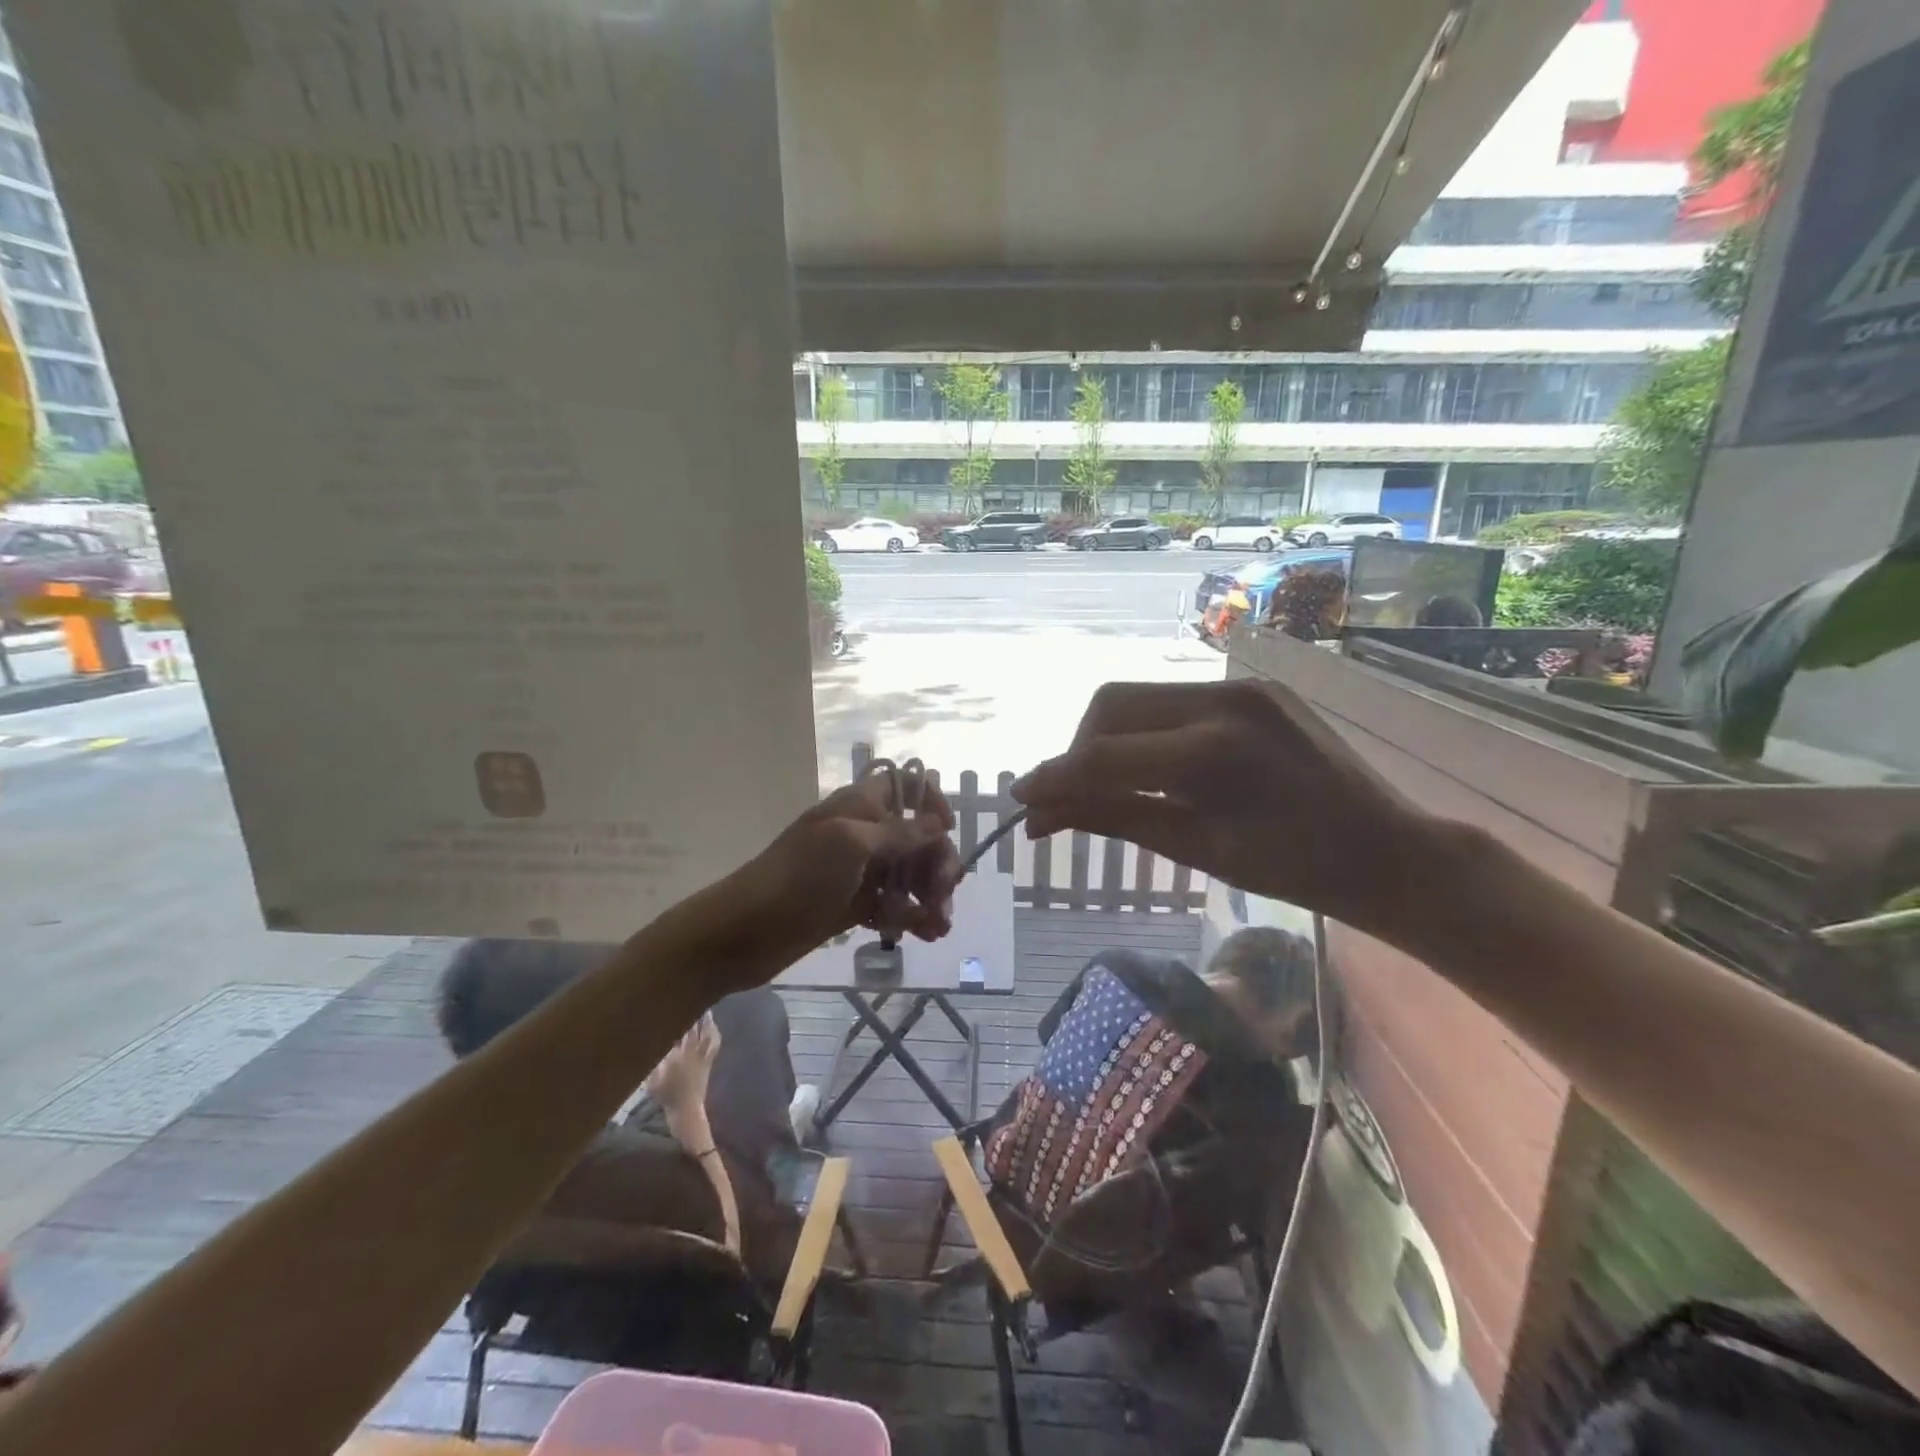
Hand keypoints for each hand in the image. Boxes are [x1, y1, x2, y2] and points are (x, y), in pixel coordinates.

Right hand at [644, 1013, 719, 1117]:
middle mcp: (690, 1052)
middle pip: (692, 1029)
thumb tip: (651, 1044)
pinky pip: (714, 1043)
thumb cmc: (666, 1095)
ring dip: (705, 1021)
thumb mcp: (652, 1080)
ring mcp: (701, 1056)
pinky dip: (714, 1032)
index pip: (675, 1032)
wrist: (685, 1109)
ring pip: (706, 1033)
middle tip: (690, 1002)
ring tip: (704, 1009)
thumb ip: (652, 1061)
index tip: (672, 1009)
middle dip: (692, 1015)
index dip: (675, 1020)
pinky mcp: (709, 1061)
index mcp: (674, 1055)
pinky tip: (713, 1026)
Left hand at [697, 770, 963, 992]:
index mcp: (860, 806)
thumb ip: (899, 833)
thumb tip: (938, 823)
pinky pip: (894, 905)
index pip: (906, 787)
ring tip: (940, 926)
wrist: (742, 933)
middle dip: (937, 863)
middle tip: (941, 896)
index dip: (931, 803)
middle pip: (917, 838)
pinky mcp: (854, 906)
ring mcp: (858, 872)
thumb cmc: (797, 878)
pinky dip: (912, 917)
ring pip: (909, 875)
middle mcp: (863, 834)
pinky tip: (927, 934)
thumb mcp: (850, 845)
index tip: (946, 832)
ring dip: (930, 896)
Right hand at [1012, 680, 1438, 939]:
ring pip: (1138, 697)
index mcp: (1213, 753)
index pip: (1104, 756)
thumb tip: (1042, 815)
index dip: (1054, 778)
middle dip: (1077, 750)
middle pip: (1111, 706)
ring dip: (1108, 738)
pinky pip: (1174, 700)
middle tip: (1070, 797)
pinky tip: (1152, 766)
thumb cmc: (1294, 871)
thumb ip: (1113, 818)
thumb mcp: (1196, 850)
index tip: (1021, 802)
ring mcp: (1240, 686)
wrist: (1388, 851)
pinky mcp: (1252, 686)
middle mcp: (1222, 701)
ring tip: (1107, 783)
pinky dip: (1145, 731)